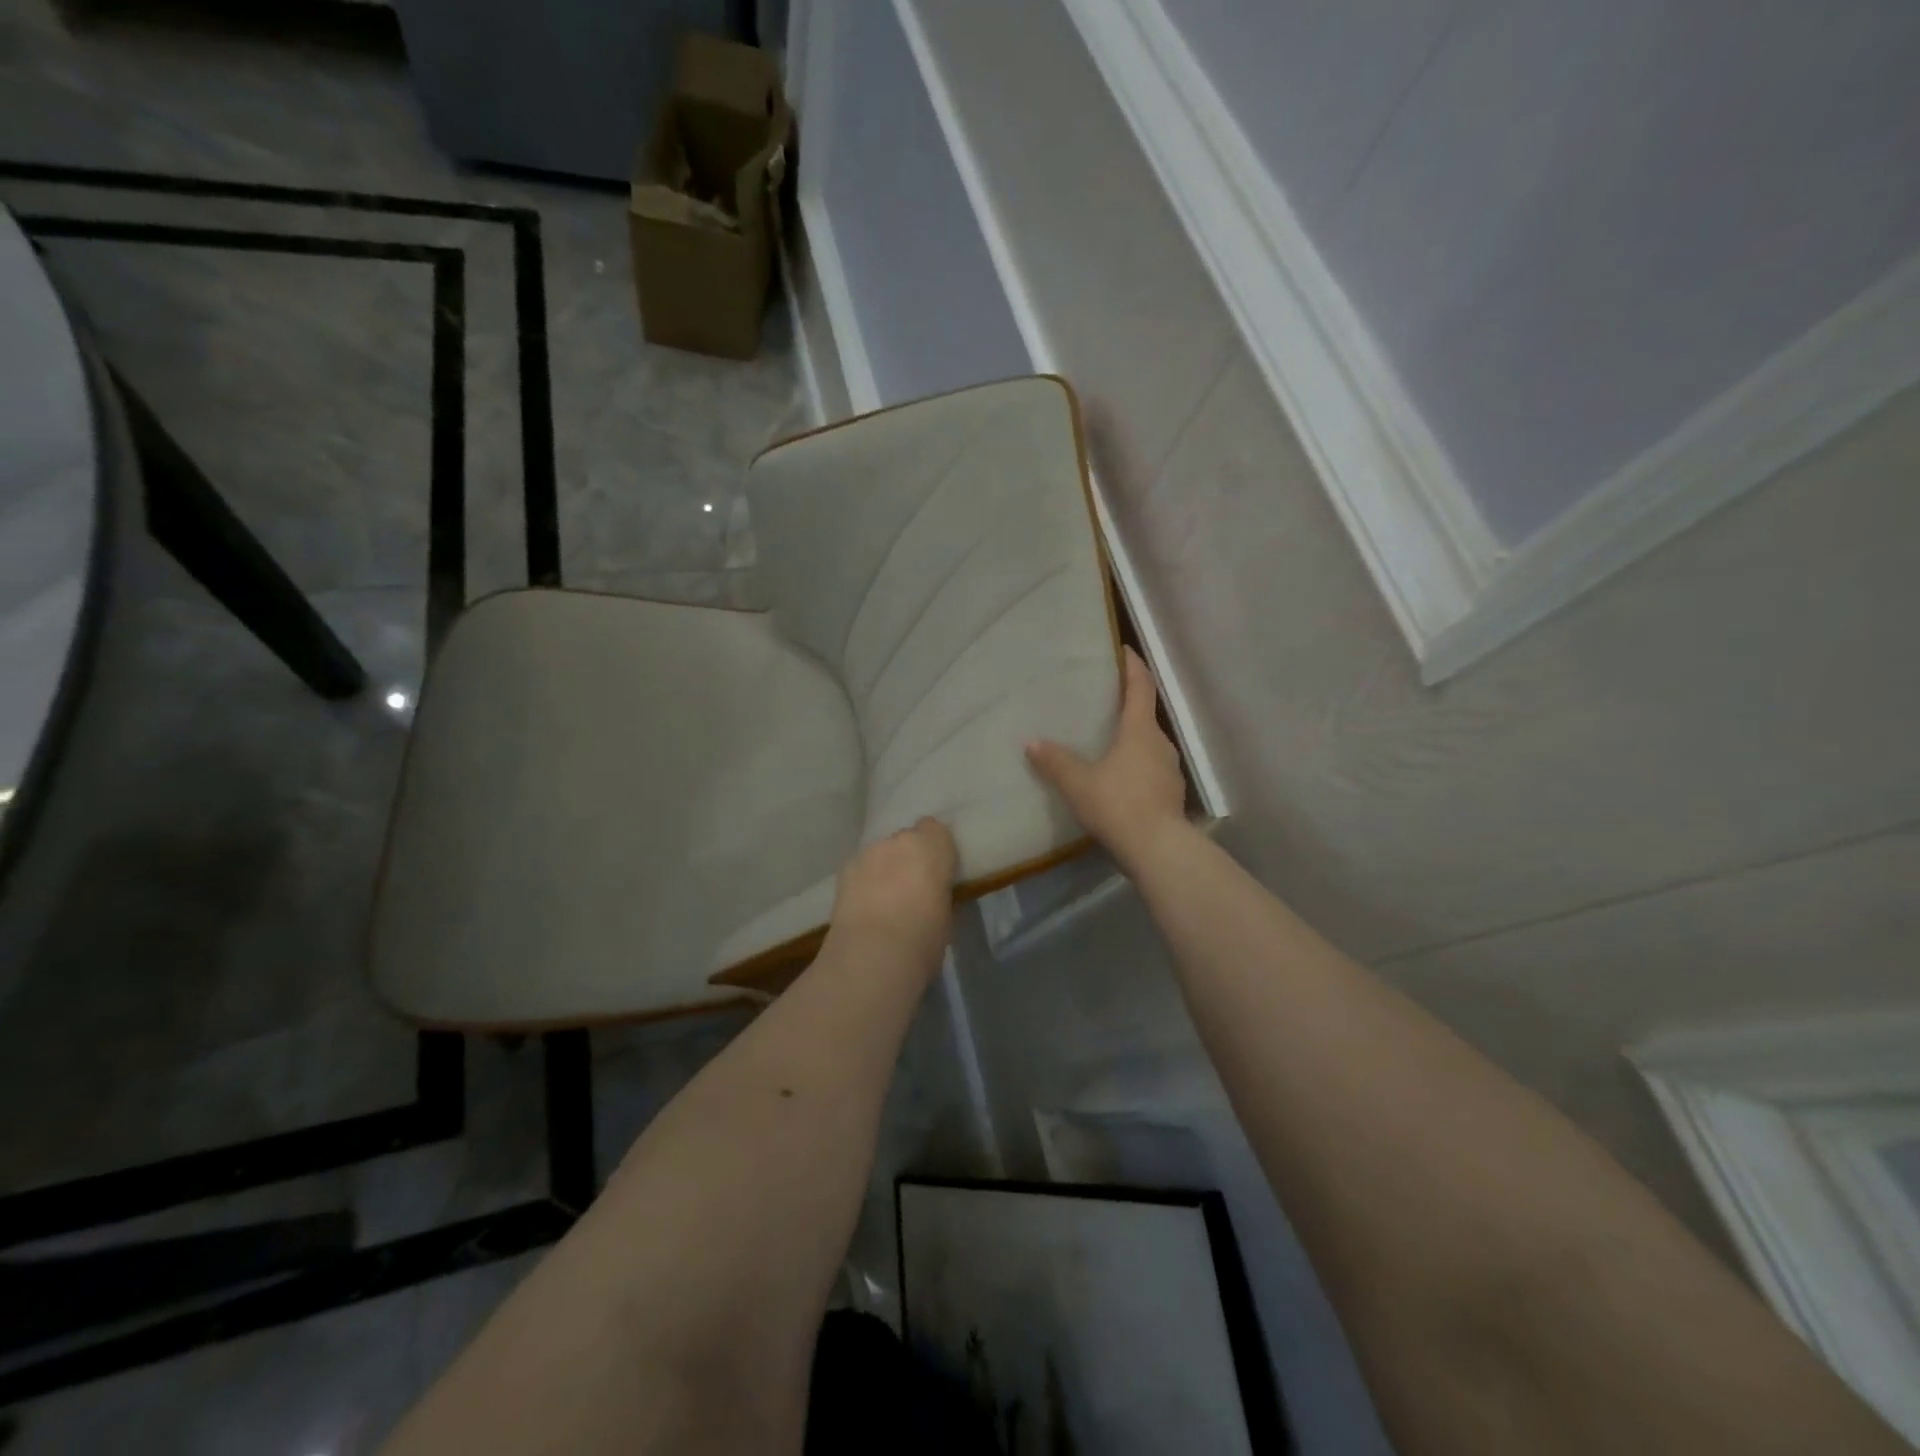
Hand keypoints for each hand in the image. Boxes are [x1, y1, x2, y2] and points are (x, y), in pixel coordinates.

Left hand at [829, 818, 957, 964]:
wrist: (874, 954)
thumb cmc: (924, 936)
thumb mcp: (946, 913)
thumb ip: (938, 891)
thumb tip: (930, 893)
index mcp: (932, 846)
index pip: (935, 830)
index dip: (935, 849)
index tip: (937, 872)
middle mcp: (899, 840)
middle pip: (905, 841)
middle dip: (908, 859)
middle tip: (911, 890)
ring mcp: (868, 853)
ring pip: (880, 855)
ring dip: (884, 870)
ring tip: (883, 902)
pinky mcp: (844, 871)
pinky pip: (860, 870)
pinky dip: (863, 883)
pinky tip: (864, 909)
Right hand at [1028, 648, 1187, 868]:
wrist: (1158, 849)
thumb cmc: (1118, 804)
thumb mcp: (1078, 783)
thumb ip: (1054, 761)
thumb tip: (1030, 742)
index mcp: (1140, 730)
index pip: (1140, 686)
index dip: (1132, 665)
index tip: (1122, 649)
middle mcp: (1161, 743)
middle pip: (1145, 714)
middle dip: (1128, 704)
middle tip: (1103, 700)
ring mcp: (1170, 770)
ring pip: (1149, 744)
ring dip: (1132, 738)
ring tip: (1106, 741)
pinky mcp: (1170, 794)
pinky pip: (1151, 769)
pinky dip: (1136, 765)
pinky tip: (1118, 778)